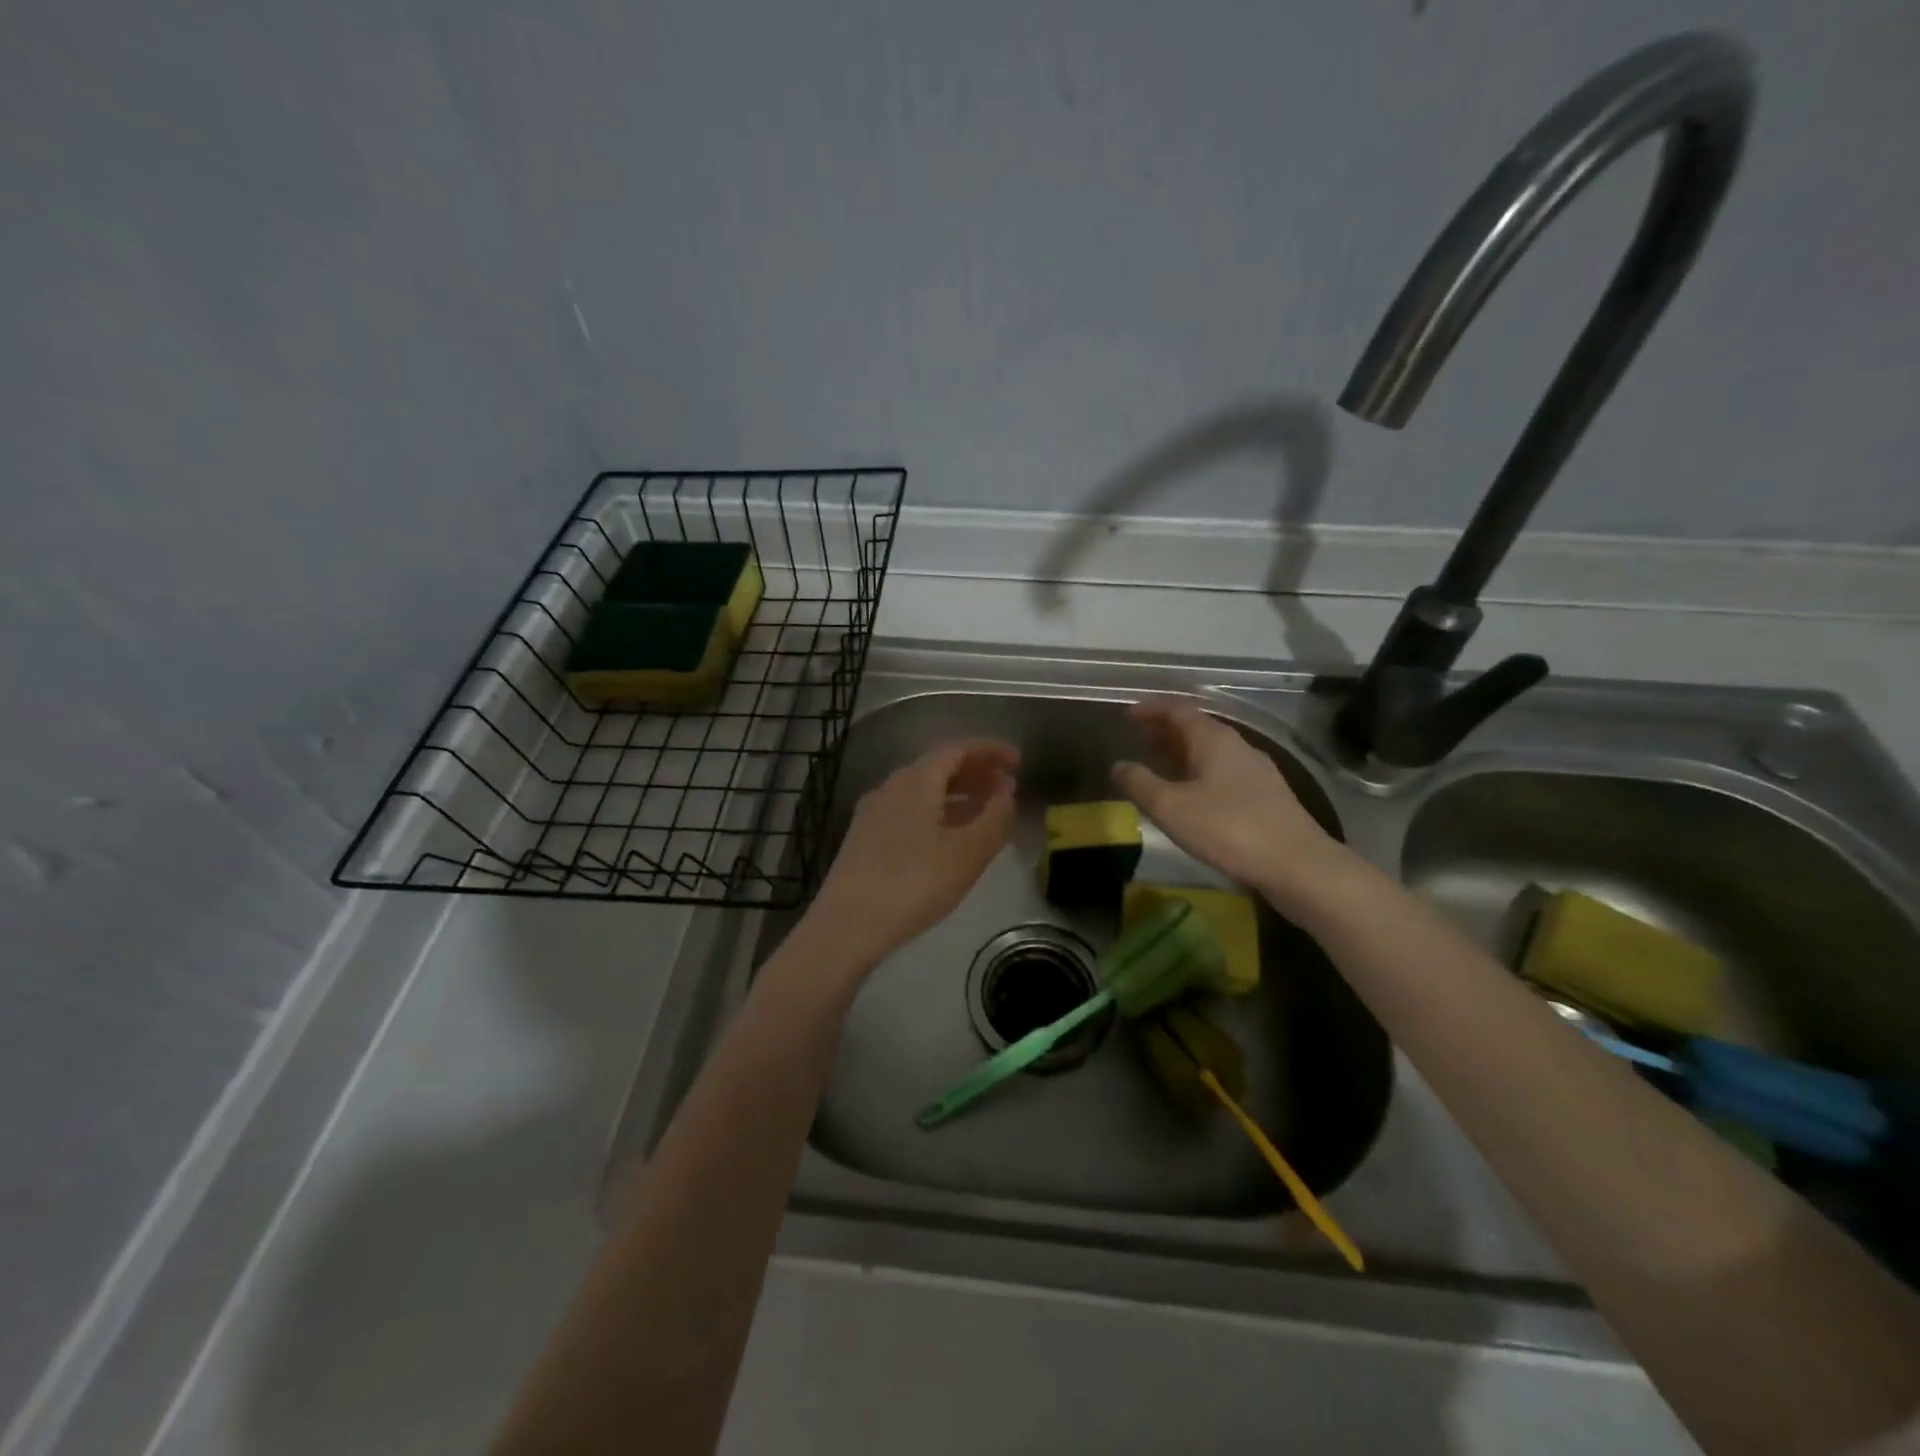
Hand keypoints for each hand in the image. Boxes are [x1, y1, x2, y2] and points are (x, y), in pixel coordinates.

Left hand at [805, 739, 1019, 969]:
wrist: (847, 926)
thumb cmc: (915, 884)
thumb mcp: (968, 853)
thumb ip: (995, 818)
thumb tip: (1007, 793)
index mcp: (916, 780)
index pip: (957, 748)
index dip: (990, 750)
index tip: (1018, 761)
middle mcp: (891, 787)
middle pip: (938, 766)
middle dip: (976, 772)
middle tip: (1007, 788)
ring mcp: (874, 812)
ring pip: (923, 790)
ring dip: (958, 795)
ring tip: (986, 813)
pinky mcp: (865, 838)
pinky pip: (910, 811)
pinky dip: (938, 813)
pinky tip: (950, 838)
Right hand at [1112, 700, 1349, 915]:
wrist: (1297, 864)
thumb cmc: (1228, 828)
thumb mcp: (1171, 807)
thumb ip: (1140, 784)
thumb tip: (1118, 766)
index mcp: (1214, 739)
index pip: (1178, 710)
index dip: (1152, 709)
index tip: (1128, 712)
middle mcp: (1237, 746)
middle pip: (1197, 727)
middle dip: (1166, 729)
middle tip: (1139, 734)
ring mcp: (1256, 771)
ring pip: (1211, 751)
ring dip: (1182, 751)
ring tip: (1159, 762)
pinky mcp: (1266, 796)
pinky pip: (1223, 771)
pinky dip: (1199, 771)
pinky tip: (1192, 793)